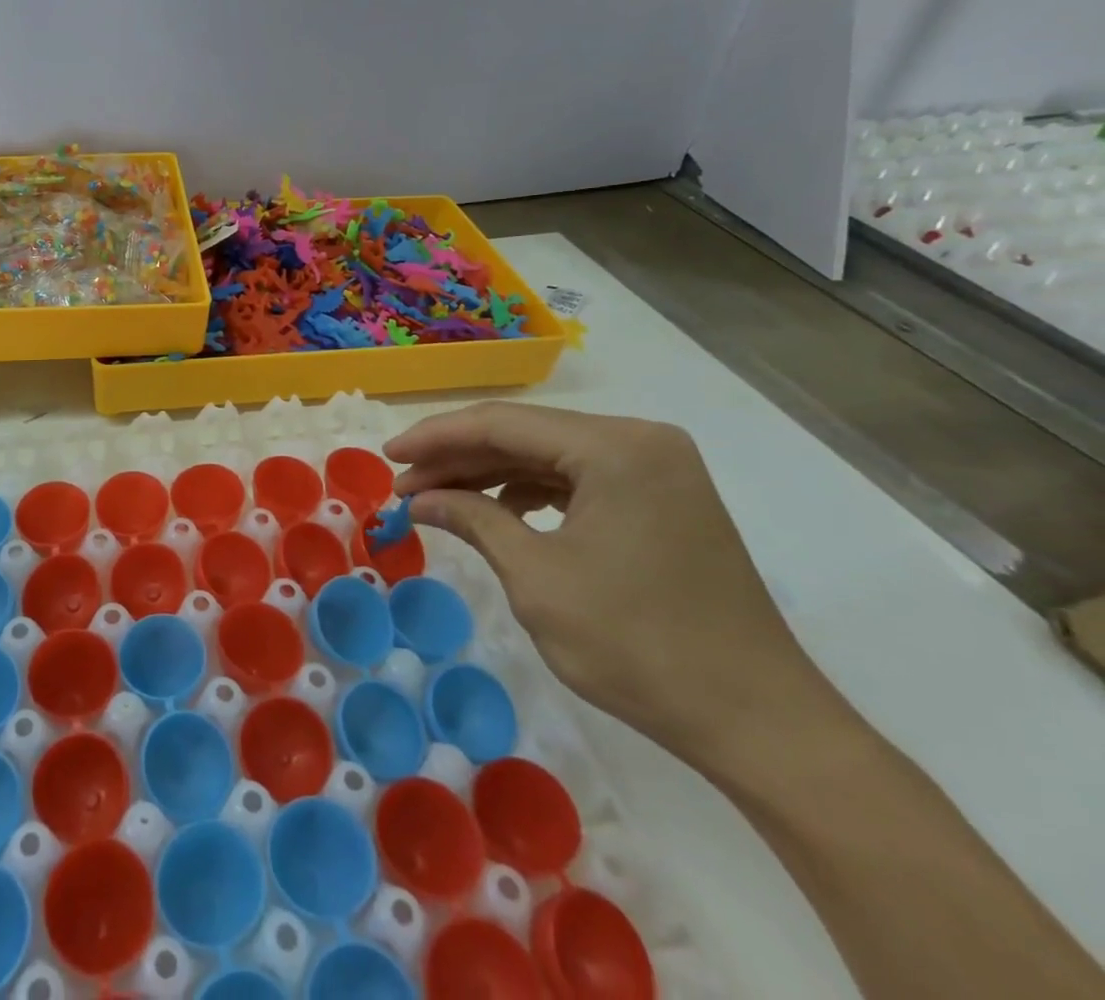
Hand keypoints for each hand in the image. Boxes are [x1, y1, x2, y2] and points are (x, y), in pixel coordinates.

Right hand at [386, 402, 823, 764]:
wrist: (760, 723)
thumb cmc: (638, 647)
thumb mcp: (537, 580)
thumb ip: (472, 520)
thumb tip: (418, 499)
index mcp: (615, 447)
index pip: (500, 424)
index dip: (434, 438)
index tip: (387, 458)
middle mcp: (640, 440)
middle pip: (525, 434)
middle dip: (458, 459)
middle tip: (404, 485)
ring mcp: (658, 468)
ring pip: (549, 455)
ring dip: (490, 475)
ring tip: (439, 500)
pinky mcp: (664, 497)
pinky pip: (580, 478)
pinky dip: (531, 492)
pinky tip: (498, 511)